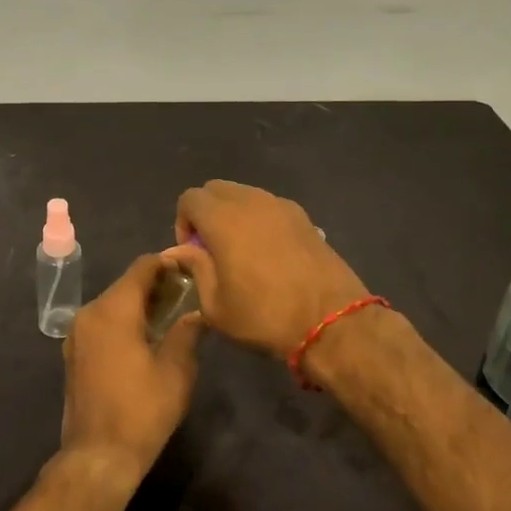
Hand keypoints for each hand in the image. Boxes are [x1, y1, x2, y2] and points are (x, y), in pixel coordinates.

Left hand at [59, 254, 202, 489]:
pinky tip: (143, 338)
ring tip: (168, 317)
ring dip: (137, 304)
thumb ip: (187, 332)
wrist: (98, 456)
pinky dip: (122, 321)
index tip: (189, 270)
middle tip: (184, 295)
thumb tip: (196, 313)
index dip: (166, 264)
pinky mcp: (73, 353)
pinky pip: (101, 323)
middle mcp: (90, 312)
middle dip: (154, 286)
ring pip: (112, 304)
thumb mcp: (176, 371)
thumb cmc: (142, 410)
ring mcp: (77, 334)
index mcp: (114, 309)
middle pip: (125, 284)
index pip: (141, 268)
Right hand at [164, 180, 368, 358]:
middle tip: (211, 248)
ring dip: (233, 213)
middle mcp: (251, 201)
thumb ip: (195, 268)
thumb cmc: (265, 316)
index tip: (192, 252)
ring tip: (240, 250)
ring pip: (244, 194)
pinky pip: (269, 205)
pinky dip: (259, 218)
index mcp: (224, 219)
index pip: (190, 198)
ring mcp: (281, 205)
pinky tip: (268, 252)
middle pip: (216, 189)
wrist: (331, 322)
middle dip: (206, 212)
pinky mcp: (304, 217)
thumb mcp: (216, 305)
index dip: (183, 222)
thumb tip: (178, 251)